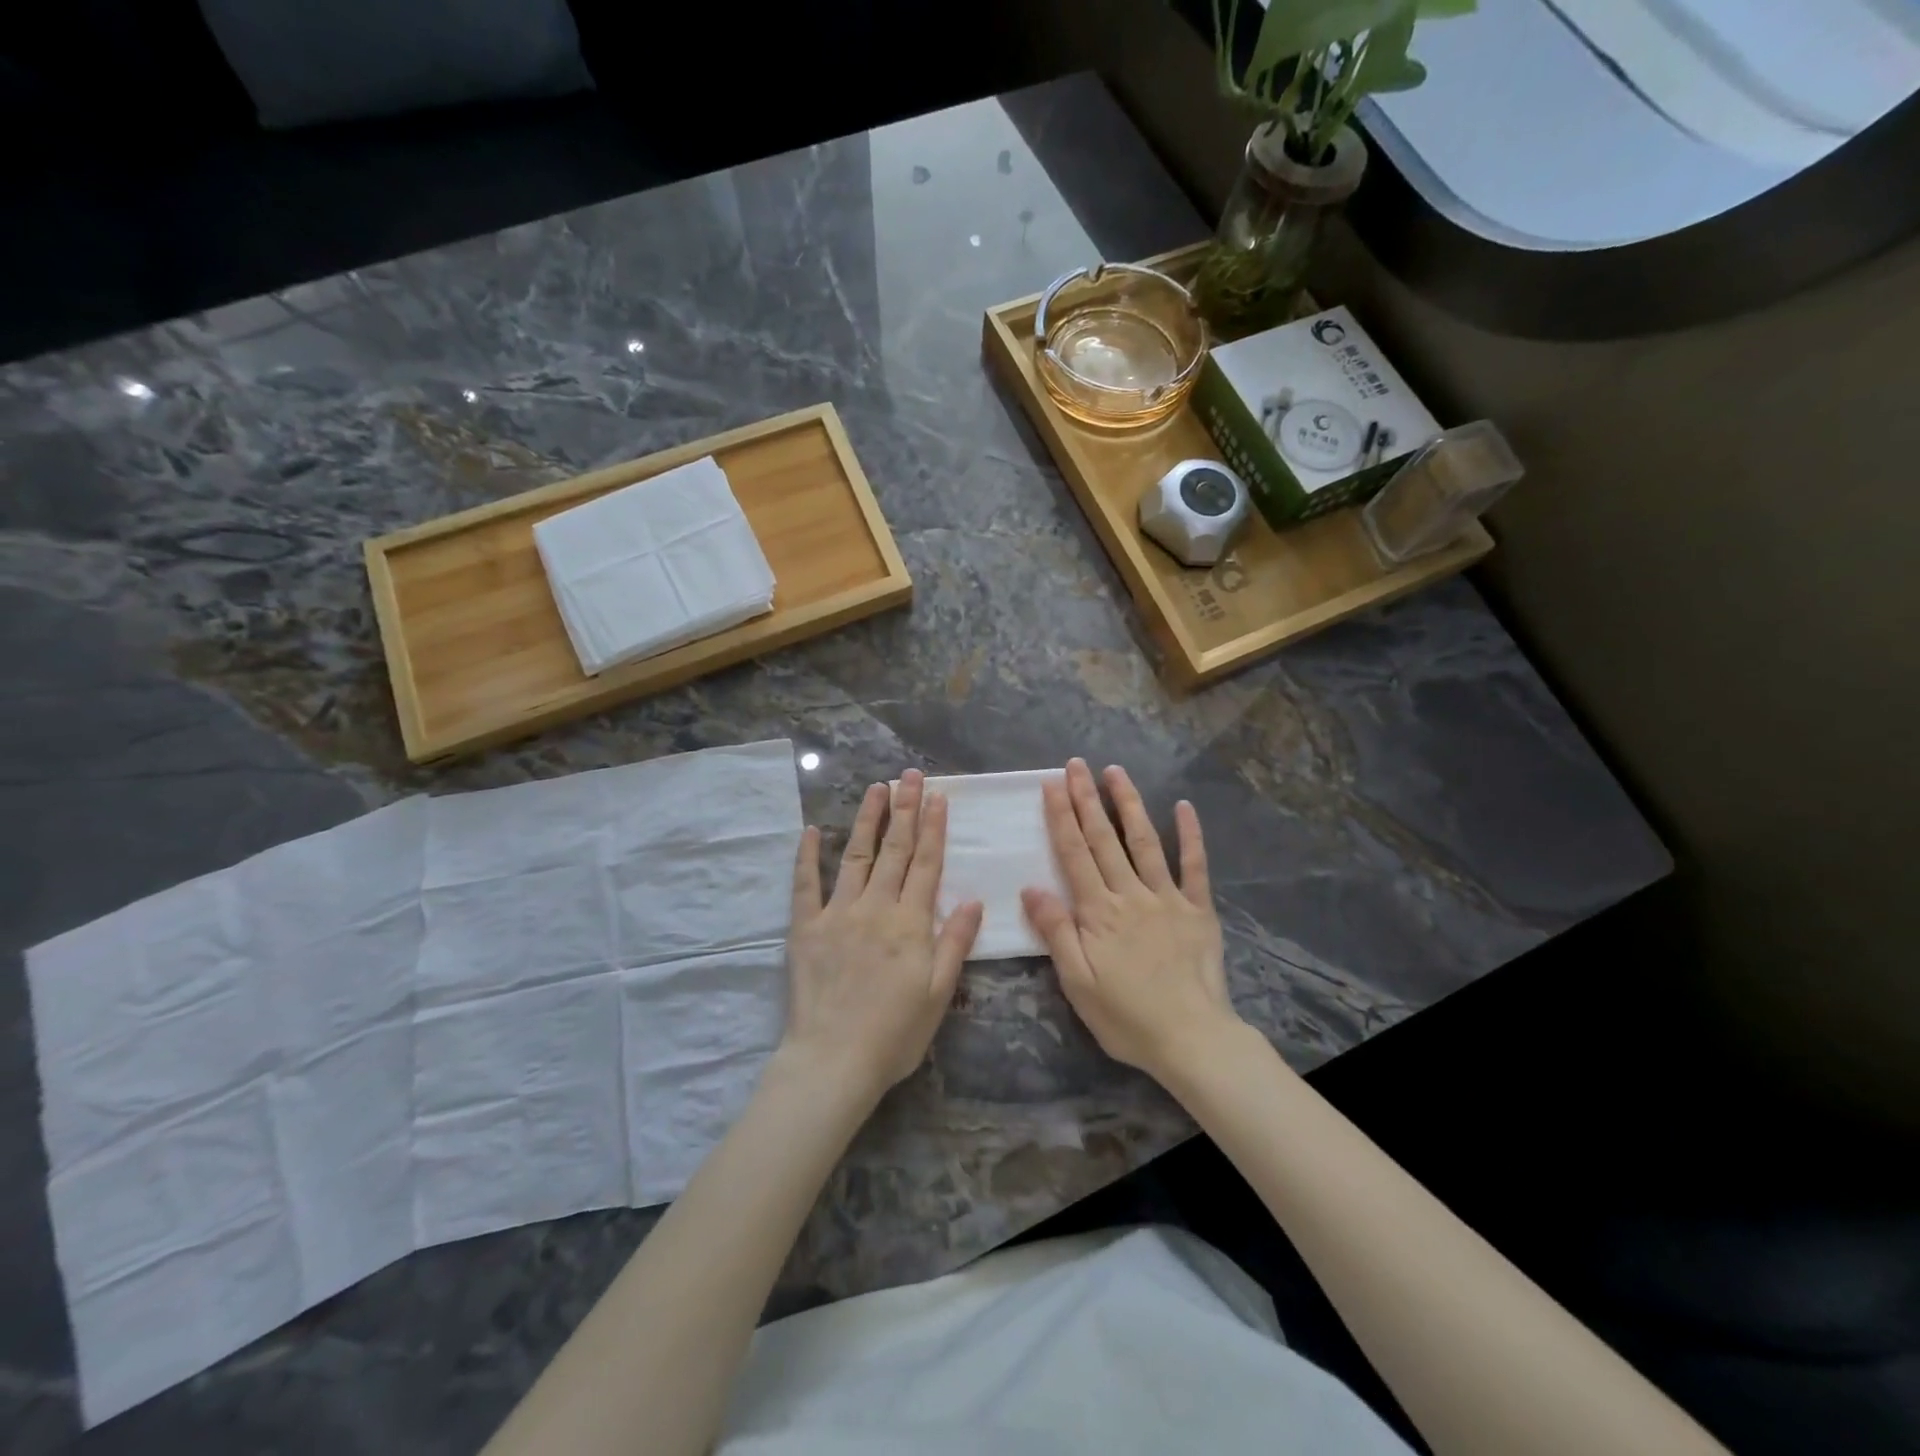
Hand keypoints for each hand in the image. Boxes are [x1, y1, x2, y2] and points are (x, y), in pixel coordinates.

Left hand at [781, 769, 982, 1099]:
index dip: (933, 828)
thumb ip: (955, 943)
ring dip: (867, 819)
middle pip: (895, 850)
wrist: (834, 1060)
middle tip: (910, 775)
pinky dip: (806, 856)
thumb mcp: (939, 993)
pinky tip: (810, 831)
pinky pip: (805, 884)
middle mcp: (876, 907)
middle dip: (905, 809)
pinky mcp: (806, 927)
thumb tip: (975, 900)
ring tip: (876, 788)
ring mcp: (838, 913)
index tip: (938, 796)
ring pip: (855, 855)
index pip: (926, 864)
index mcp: (910, 923)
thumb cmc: (895, 1034)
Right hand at [1021, 759, 1240, 1084]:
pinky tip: (1184, 807)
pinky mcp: (1198, 910)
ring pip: (1145, 842)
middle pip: (1104, 839)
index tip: (1052, 784)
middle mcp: (1131, 894)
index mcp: (1099, 912)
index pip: (1074, 855)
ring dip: (1129, 804)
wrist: (1192, 1040)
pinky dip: (1191, 835)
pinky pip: (1195, 866)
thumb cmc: (1126, 1017)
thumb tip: (1031, 888)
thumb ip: (1056, 932)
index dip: (1061, 817)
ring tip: (1116, 772)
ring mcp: (1168, 898)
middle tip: (1076, 764)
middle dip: (1087, 799)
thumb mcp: (1077, 983)